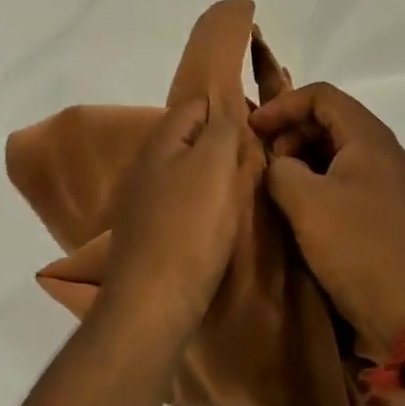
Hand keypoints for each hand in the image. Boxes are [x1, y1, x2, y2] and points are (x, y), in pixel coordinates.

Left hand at [96, 99, 254, 347]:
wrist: (152, 303)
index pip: (197, 102)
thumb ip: (222, 127)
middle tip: (258, 159)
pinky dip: (204, 205)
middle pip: (193, 137)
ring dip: (216, 176)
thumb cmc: (189, 227)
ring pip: (189, 171)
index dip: (229, 106)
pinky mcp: (150, 231)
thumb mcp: (215, 164)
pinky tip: (220, 221)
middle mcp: (146, 163)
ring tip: (246, 190)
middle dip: (225, 143)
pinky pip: (184, 202)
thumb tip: (227, 109)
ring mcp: (144, 199)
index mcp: (161, 140)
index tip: (259, 125)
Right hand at [250, 83, 404, 355]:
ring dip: (303, 160)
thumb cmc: (360, 248)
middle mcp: (383, 151)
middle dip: (291, 132)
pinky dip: (319, 183)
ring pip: (337, 152)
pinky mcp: (387, 211)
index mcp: (368, 137)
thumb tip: (279, 165)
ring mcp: (388, 182)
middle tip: (264, 160)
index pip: (321, 95)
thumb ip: (281, 170)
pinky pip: (347, 180)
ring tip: (276, 186)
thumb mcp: (307, 204)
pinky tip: (300, 210)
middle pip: (330, 120)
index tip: (253, 128)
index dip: (283, 105)